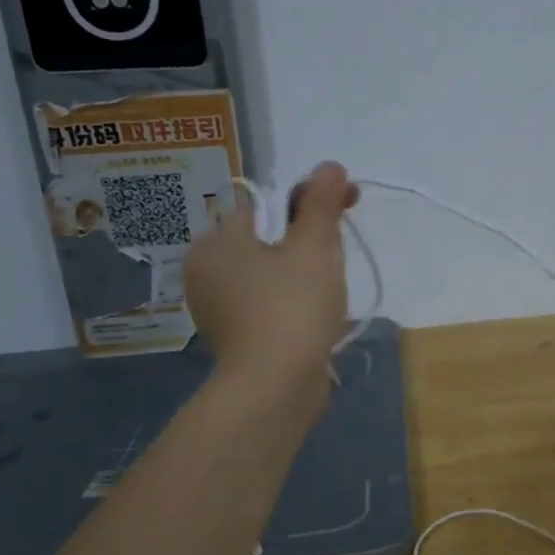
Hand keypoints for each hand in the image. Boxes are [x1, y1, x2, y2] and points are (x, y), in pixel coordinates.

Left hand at [184, 162, 358, 392]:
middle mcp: (207, 271)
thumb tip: (329, 166)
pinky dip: (292, 300)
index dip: (309, 200)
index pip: (266, 203)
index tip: (348, 205)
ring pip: (270, 272)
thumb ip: (321, 203)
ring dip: (303, 270)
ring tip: (334, 286)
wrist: (275, 388)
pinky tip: (317, 313)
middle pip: (267, 237)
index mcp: (217, 242)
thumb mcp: (314, 246)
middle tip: (341, 251)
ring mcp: (218, 309)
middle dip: (307, 238)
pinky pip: (268, 302)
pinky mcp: (236, 338)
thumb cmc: (292, 306)